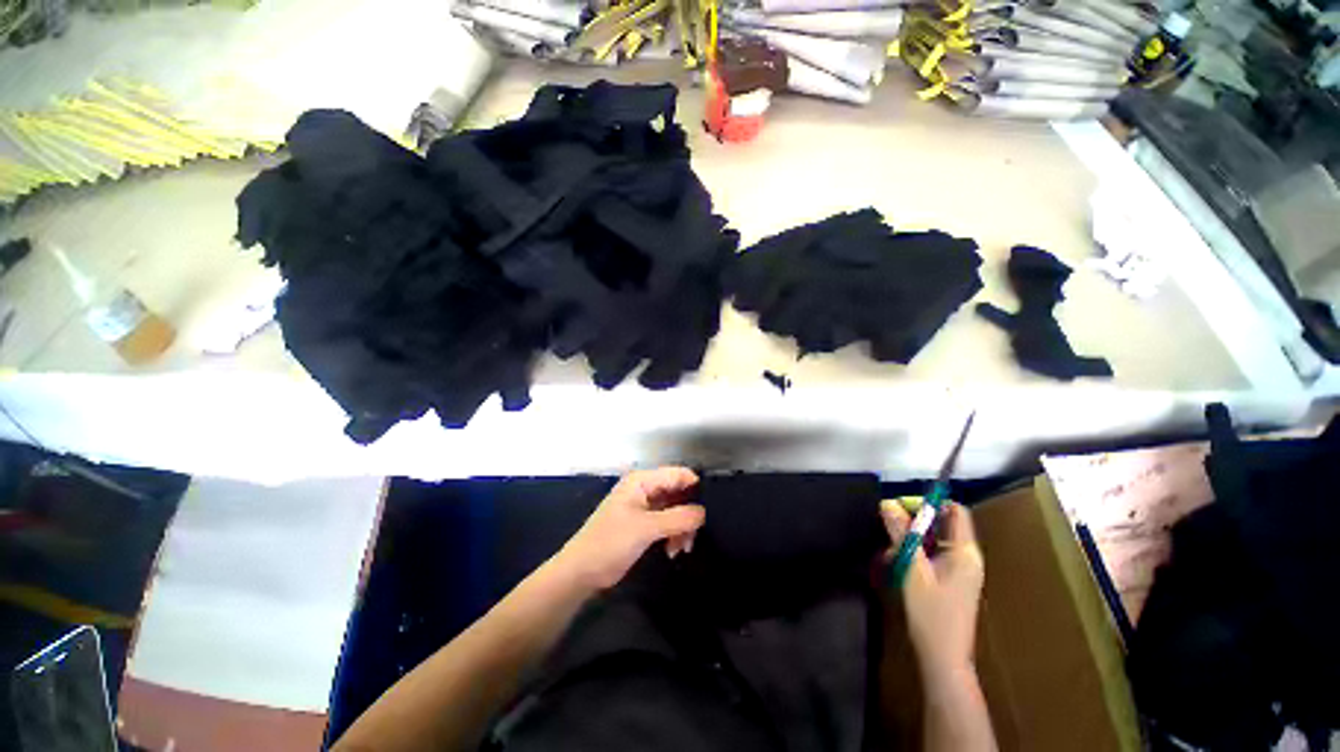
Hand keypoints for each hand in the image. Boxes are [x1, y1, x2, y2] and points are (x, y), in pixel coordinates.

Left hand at [556, 467, 704, 589]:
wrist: (582, 571)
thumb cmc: (611, 542)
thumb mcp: (646, 528)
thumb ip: (678, 518)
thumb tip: (704, 512)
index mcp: (642, 481)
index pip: (677, 474)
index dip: (694, 487)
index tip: (709, 507)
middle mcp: (645, 488)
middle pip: (678, 492)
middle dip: (688, 513)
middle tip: (693, 536)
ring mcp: (644, 506)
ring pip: (675, 509)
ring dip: (682, 528)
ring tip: (682, 549)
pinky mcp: (644, 523)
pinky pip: (667, 522)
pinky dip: (673, 534)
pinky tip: (673, 551)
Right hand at [879, 500, 984, 675]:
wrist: (943, 657)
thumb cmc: (930, 612)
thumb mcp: (912, 568)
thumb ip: (901, 534)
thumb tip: (887, 503)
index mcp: (965, 551)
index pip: (954, 511)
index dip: (929, 502)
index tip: (900, 506)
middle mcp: (966, 557)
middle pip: (942, 524)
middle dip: (914, 520)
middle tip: (888, 526)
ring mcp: (960, 570)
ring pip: (935, 539)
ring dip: (911, 537)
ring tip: (889, 548)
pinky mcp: (951, 580)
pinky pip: (933, 554)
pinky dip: (915, 551)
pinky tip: (897, 562)